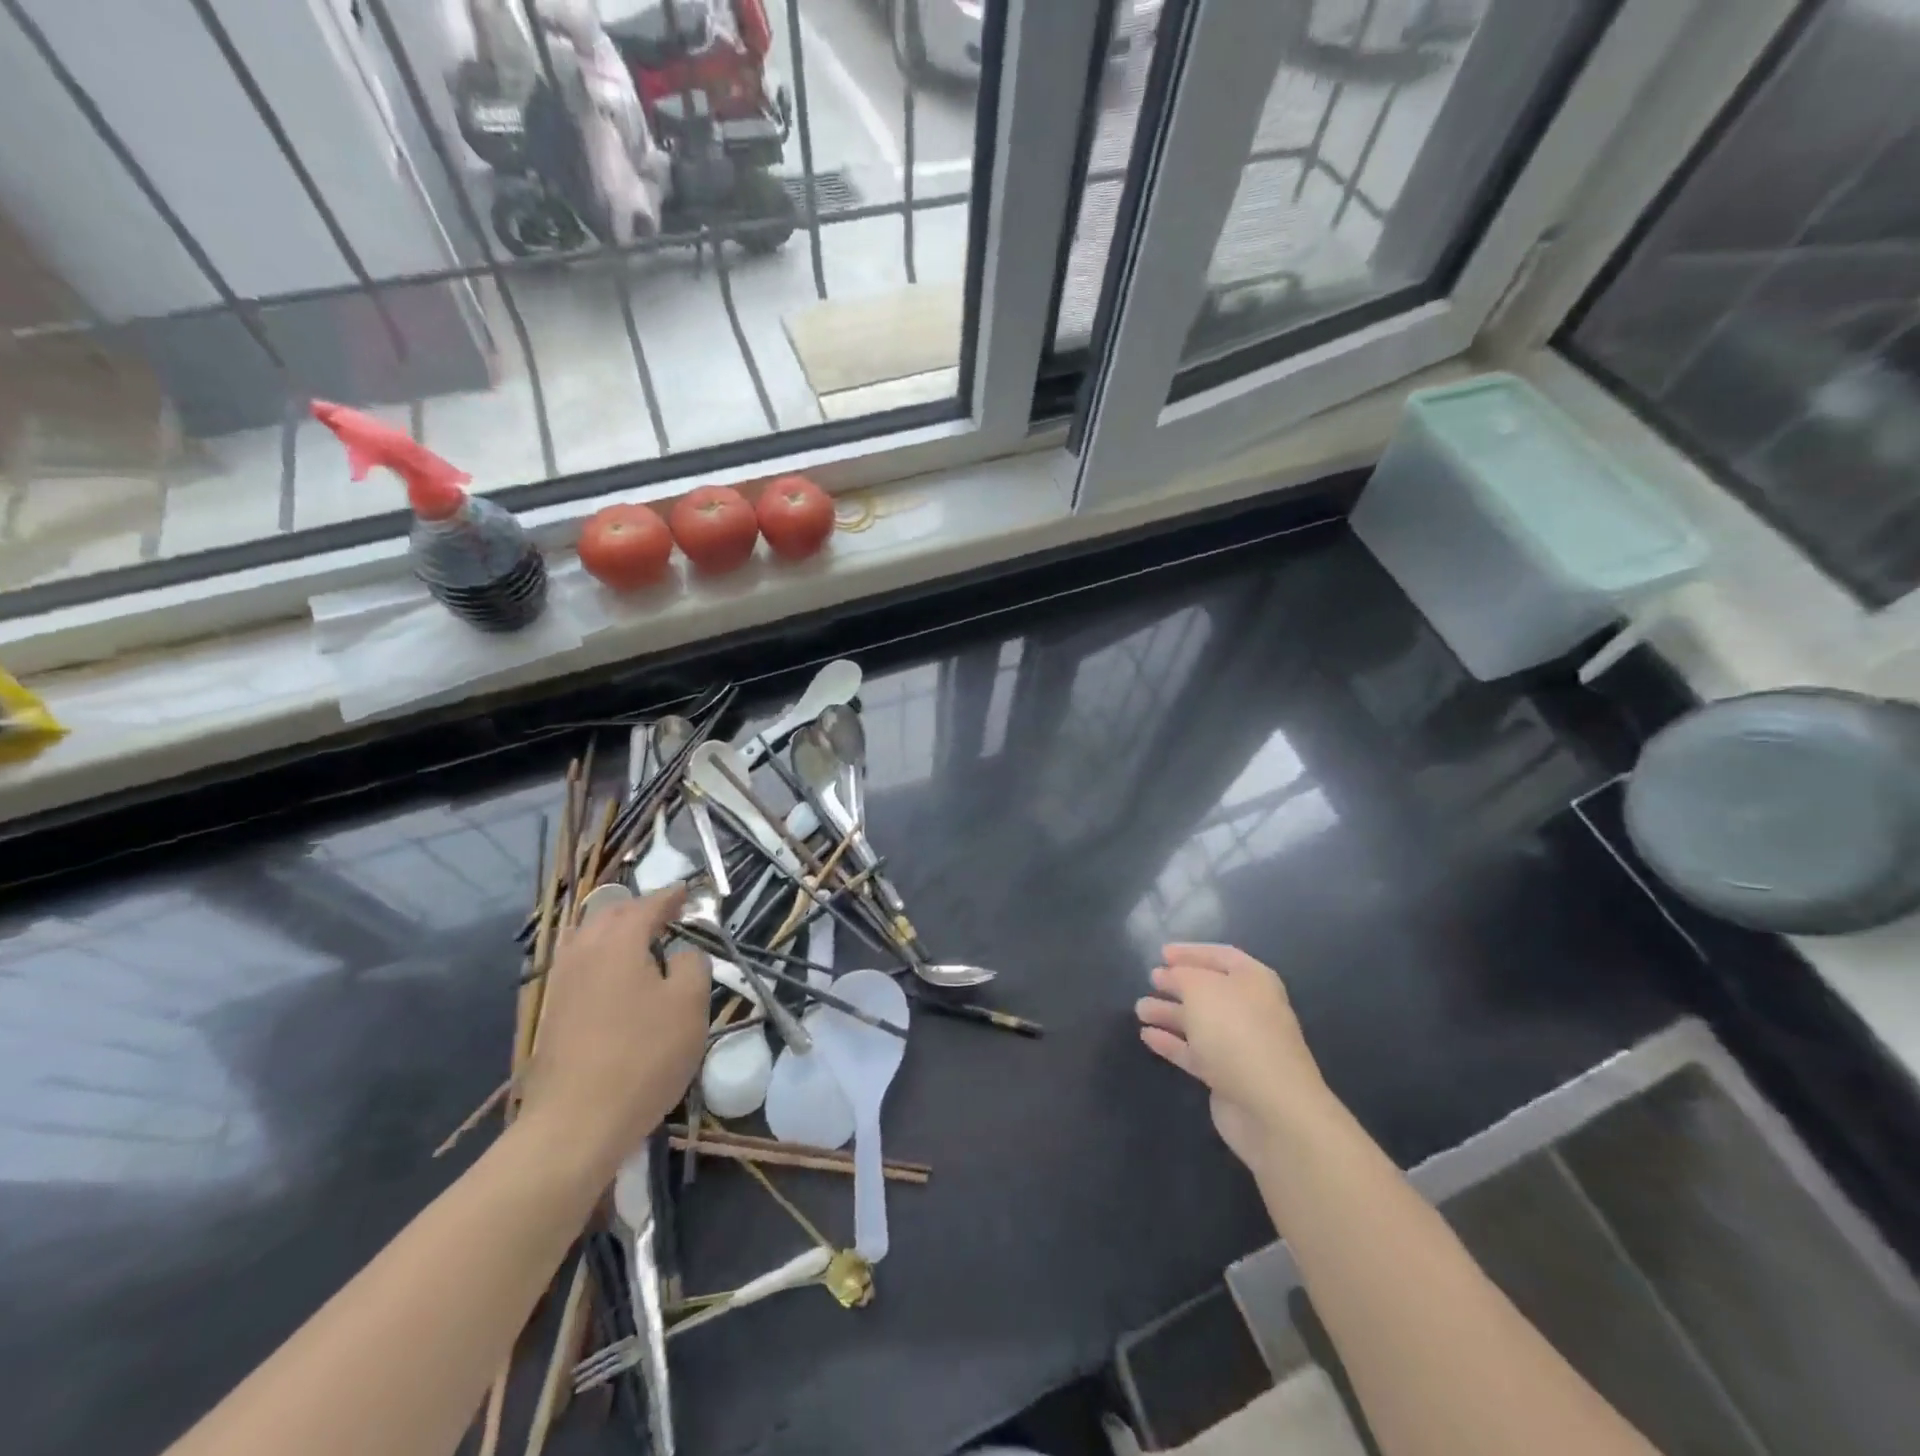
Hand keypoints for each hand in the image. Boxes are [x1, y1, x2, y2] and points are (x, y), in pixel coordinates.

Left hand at [518, 886, 709, 1172]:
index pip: (648, 905)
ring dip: (614, 932)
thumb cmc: (644, 1056)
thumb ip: (692, 965)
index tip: (688, 892)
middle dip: (639, 910)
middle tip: (666, 915)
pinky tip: (613, 976)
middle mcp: (584, 952)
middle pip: (611, 916)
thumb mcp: (689, 1005)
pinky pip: (578, 965)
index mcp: (619, 941)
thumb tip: (681, 953)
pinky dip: (599, 957)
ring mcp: (561, 983)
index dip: (671, 897)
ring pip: (587, 939)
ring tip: (638, 942)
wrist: (576, 1123)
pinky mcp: (552, 1013)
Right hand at [1135, 944, 1333, 1171]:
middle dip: (1178, 984)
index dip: (1191, 952)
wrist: (1271, 1108)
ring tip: (1139, 1009)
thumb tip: (1170, 976)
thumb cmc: (1237, 1032)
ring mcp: (1240, 1045)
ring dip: (1169, 1013)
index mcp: (1253, 981)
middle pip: (1209, 991)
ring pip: (1199, 1022)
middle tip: (1150, 979)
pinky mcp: (1227, 1077)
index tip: (1161, 953)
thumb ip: (1181, 976)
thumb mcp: (1201, 989)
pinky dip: (1171, 1043)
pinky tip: (1147, 1036)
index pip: (1221, 955)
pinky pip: (1194, 1052)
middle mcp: (1249, 1009)